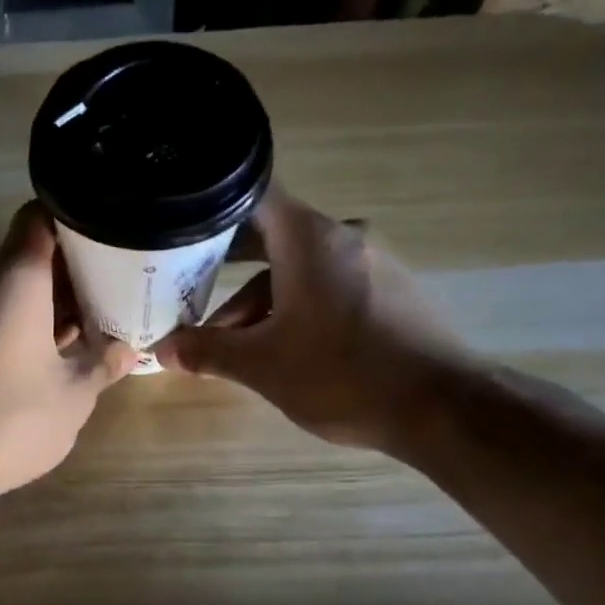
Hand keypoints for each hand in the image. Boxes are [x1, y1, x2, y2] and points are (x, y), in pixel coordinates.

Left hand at [0, 202, 138, 505]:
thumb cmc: (12, 420)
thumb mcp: (74, 395)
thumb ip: (103, 364)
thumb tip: (128, 350)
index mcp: (15, 279)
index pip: (41, 217)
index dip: (78, 221)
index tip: (111, 240)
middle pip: (28, 255)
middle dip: (73, 270)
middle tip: (116, 288)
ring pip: (11, 289)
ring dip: (50, 302)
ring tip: (95, 323)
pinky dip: (25, 324)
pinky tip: (56, 354)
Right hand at [154, 187, 473, 453]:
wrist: (441, 407)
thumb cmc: (342, 374)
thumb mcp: (262, 365)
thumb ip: (208, 351)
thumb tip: (164, 350)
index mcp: (310, 239)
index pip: (251, 196)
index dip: (209, 210)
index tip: (177, 230)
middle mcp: (343, 237)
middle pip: (271, 237)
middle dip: (226, 269)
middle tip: (187, 290)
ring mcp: (373, 263)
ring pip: (299, 269)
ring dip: (260, 301)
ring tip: (231, 345)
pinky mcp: (390, 292)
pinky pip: (329, 286)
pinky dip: (296, 308)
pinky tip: (281, 349)